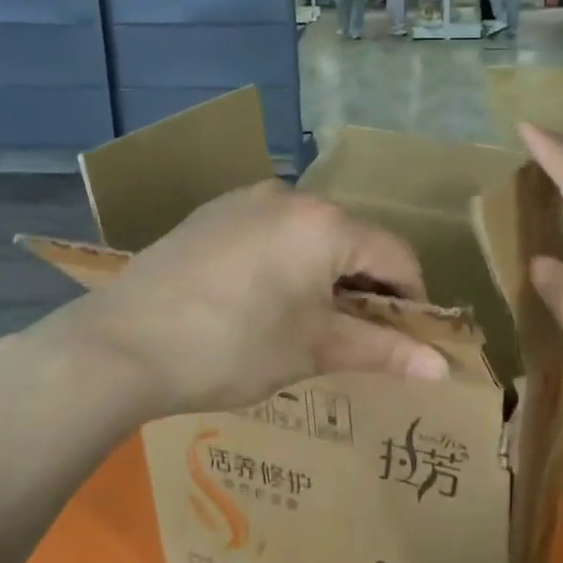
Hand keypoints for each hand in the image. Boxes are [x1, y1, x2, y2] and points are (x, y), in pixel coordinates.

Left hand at [17, 181, 449, 415]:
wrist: (119, 345)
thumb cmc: (231, 346)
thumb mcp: (313, 349)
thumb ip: (382, 350)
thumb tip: (443, 367)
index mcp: (325, 222)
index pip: (397, 255)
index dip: (412, 299)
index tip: (408, 340)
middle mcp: (290, 195)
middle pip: (354, 240)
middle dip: (366, 288)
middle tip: (358, 338)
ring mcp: (245, 199)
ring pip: (311, 235)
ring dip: (326, 275)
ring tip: (309, 324)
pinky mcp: (212, 213)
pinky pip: (271, 232)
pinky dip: (287, 263)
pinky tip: (262, 302)